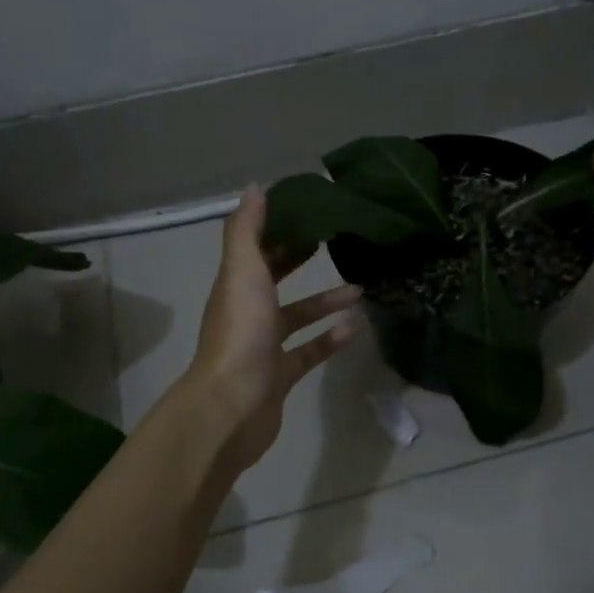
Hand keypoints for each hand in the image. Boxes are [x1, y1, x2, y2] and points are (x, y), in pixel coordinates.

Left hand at [180, 187, 362, 472]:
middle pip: (274, 280)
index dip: (276, 229)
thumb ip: (247, 231)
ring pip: (297, 317)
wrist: (233, 405)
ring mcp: (264, 347)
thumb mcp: (243, 271)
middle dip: (299, 261)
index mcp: (235, 286)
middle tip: (334, 242)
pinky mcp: (281, 376)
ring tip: (360, 288)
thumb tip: (254, 187)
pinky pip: (310, 351)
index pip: (255, 249)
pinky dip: (331, 338)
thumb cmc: (240, 332)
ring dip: (325, 301)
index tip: (308, 212)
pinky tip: (357, 327)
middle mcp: (247, 313)